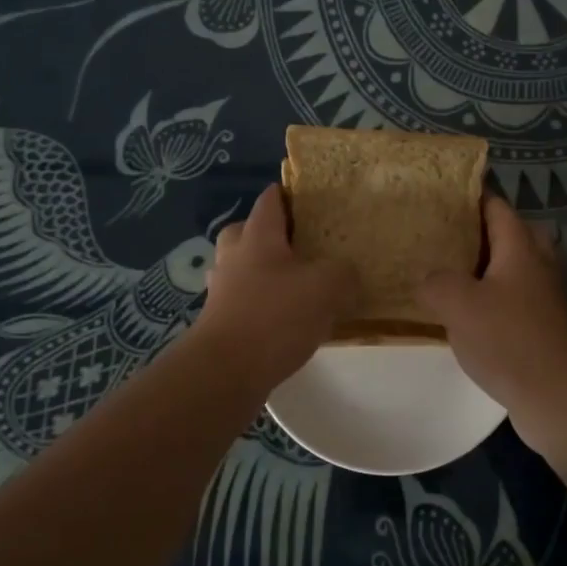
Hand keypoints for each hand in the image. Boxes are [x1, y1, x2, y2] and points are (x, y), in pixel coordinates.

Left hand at [192, 184, 355, 389]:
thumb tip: (346, 273)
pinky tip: (285, 320)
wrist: (226, 371)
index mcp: (257, 237)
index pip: (270, 200)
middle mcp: (233, 257)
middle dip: (270, 234)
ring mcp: (221, 290)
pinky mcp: (219, 322)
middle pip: (245, 231)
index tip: (310, 199)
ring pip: (241, 268)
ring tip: (294, 285)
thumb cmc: (275, 316)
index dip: (289, 194)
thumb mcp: (326, 287)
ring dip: (262, 272)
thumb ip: (343, 273)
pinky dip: (260, 304)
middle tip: (299, 245)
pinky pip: (242, 301)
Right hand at [416, 198, 566, 438]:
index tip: (441, 196)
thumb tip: (429, 280)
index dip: (471, 197)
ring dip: (486, 269)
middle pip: (511, 234)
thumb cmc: (508, 340)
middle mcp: (538, 266)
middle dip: (480, 232)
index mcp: (521, 248)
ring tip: (449, 275)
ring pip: (514, 269)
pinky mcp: (544, 328)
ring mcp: (545, 298)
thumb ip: (436, 282)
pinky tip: (467, 316)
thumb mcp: (458, 304)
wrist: (558, 396)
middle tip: (444, 237)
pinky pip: (515, 300)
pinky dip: (493, 299)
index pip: (497, 207)